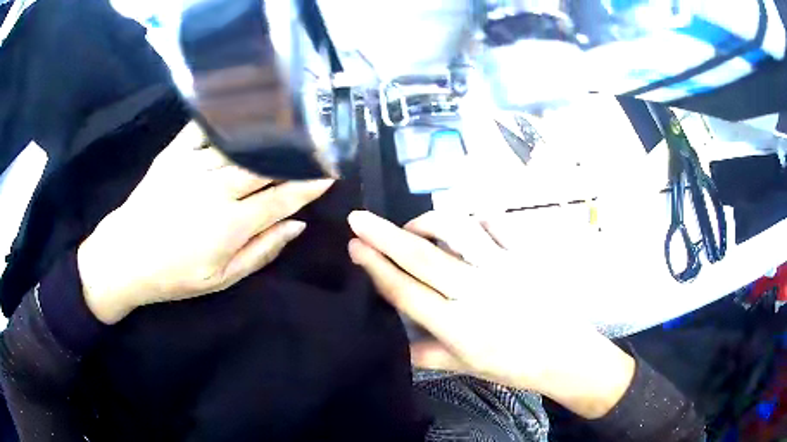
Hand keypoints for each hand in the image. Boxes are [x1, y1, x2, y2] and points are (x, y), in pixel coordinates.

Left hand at [78, 123, 332, 323]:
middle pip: (265, 166)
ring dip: (269, 135)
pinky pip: (205, 128)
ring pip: (241, 144)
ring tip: (292, 124)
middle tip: (318, 146)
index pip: (282, 199)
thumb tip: (296, 226)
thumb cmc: (174, 275)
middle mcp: (216, 189)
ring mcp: (193, 165)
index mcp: (230, 225)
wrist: (125, 257)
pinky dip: (227, 118)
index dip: (308, 186)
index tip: (328, 174)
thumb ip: (261, 252)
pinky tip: (245, 110)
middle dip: (295, 156)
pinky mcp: (174, 153)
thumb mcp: (221, 279)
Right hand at [347, 210, 634, 418]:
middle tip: (358, 217)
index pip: (405, 291)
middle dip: (383, 235)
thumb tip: (396, 343)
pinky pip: (496, 221)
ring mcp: (504, 268)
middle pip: (421, 257)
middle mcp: (476, 292)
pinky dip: (475, 216)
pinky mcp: (526, 254)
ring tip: (416, 227)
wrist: (565, 355)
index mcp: (457, 327)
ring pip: (455, 230)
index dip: (376, 267)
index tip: (354, 246)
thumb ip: (427, 354)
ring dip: (427, 222)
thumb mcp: (467, 366)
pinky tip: (467, 224)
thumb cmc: (515, 365)